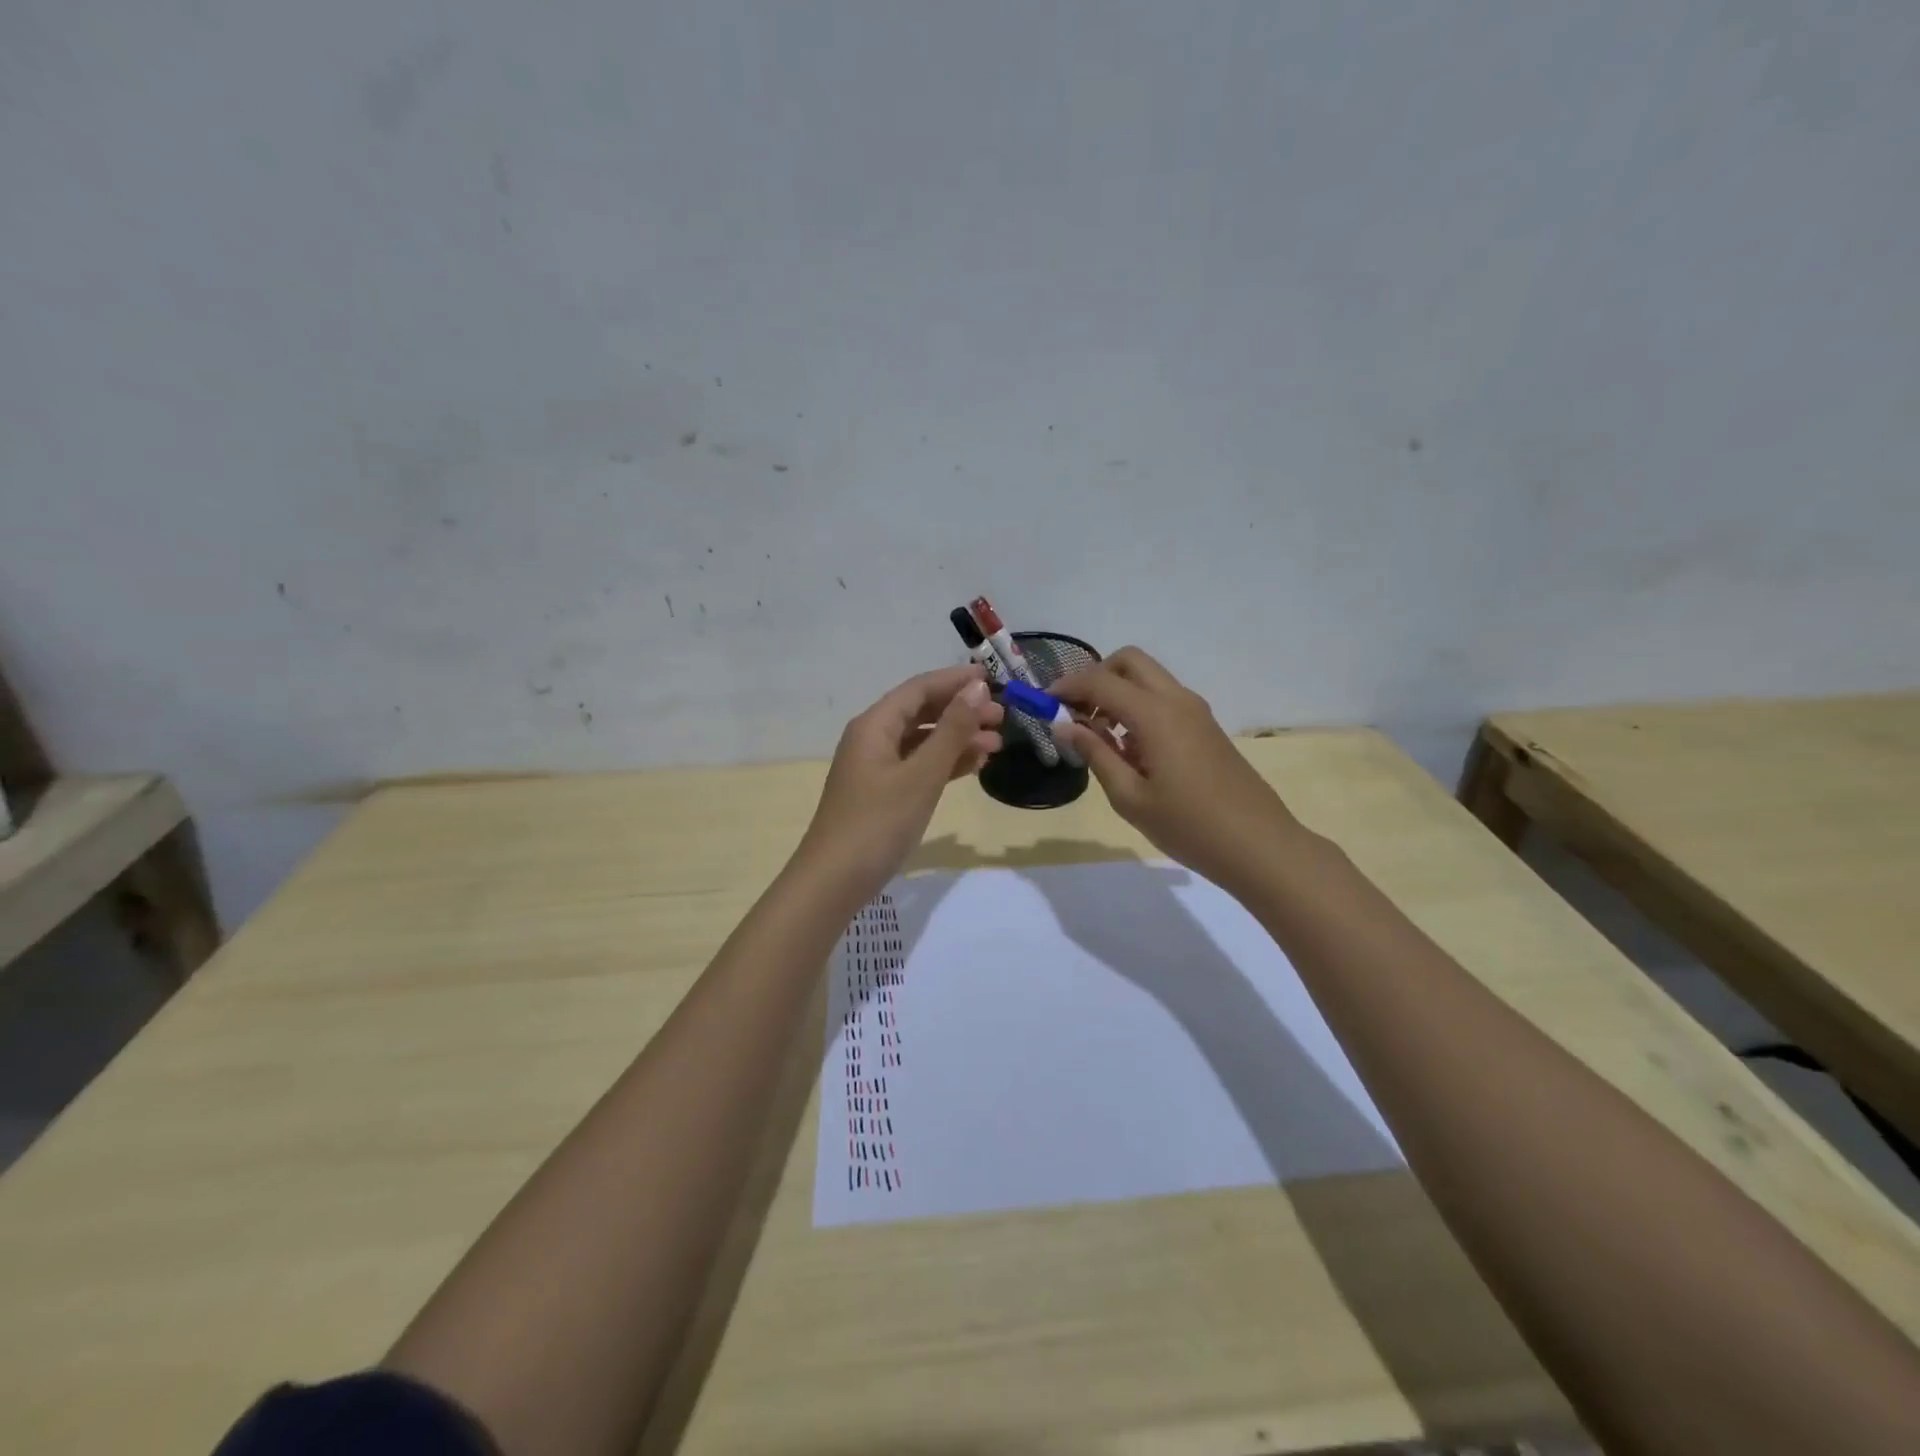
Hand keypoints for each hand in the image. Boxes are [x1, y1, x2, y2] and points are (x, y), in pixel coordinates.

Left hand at [796, 664, 1003, 900]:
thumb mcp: (922, 775)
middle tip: (1004, 718)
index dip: (956, 681)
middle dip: (962, 711)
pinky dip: (944, 764)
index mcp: (875, 725)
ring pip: (922, 741)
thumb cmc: (879, 823)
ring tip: (997, 744)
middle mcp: (872, 739)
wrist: (835, 881)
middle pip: (921, 712)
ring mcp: (876, 768)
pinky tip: (973, 767)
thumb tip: (977, 688)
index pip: (919, 688)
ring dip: (958, 739)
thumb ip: (951, 730)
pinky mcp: (882, 794)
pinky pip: (918, 766)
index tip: (995, 680)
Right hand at [1051, 647, 1300, 893]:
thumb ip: (1095, 754)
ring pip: (1148, 678)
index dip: (1067, 687)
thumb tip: (1063, 725)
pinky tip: (1130, 750)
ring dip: (1118, 692)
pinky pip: (1164, 699)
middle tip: (1076, 713)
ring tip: (1099, 738)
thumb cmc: (1188, 826)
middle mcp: (1177, 700)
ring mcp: (1196, 711)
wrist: (1259, 845)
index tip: (1044, 704)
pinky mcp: (1206, 726)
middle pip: (1129, 662)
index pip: (1101, 681)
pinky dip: (1138, 707)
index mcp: (1155, 714)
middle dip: (1096, 677)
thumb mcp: (1129, 797)